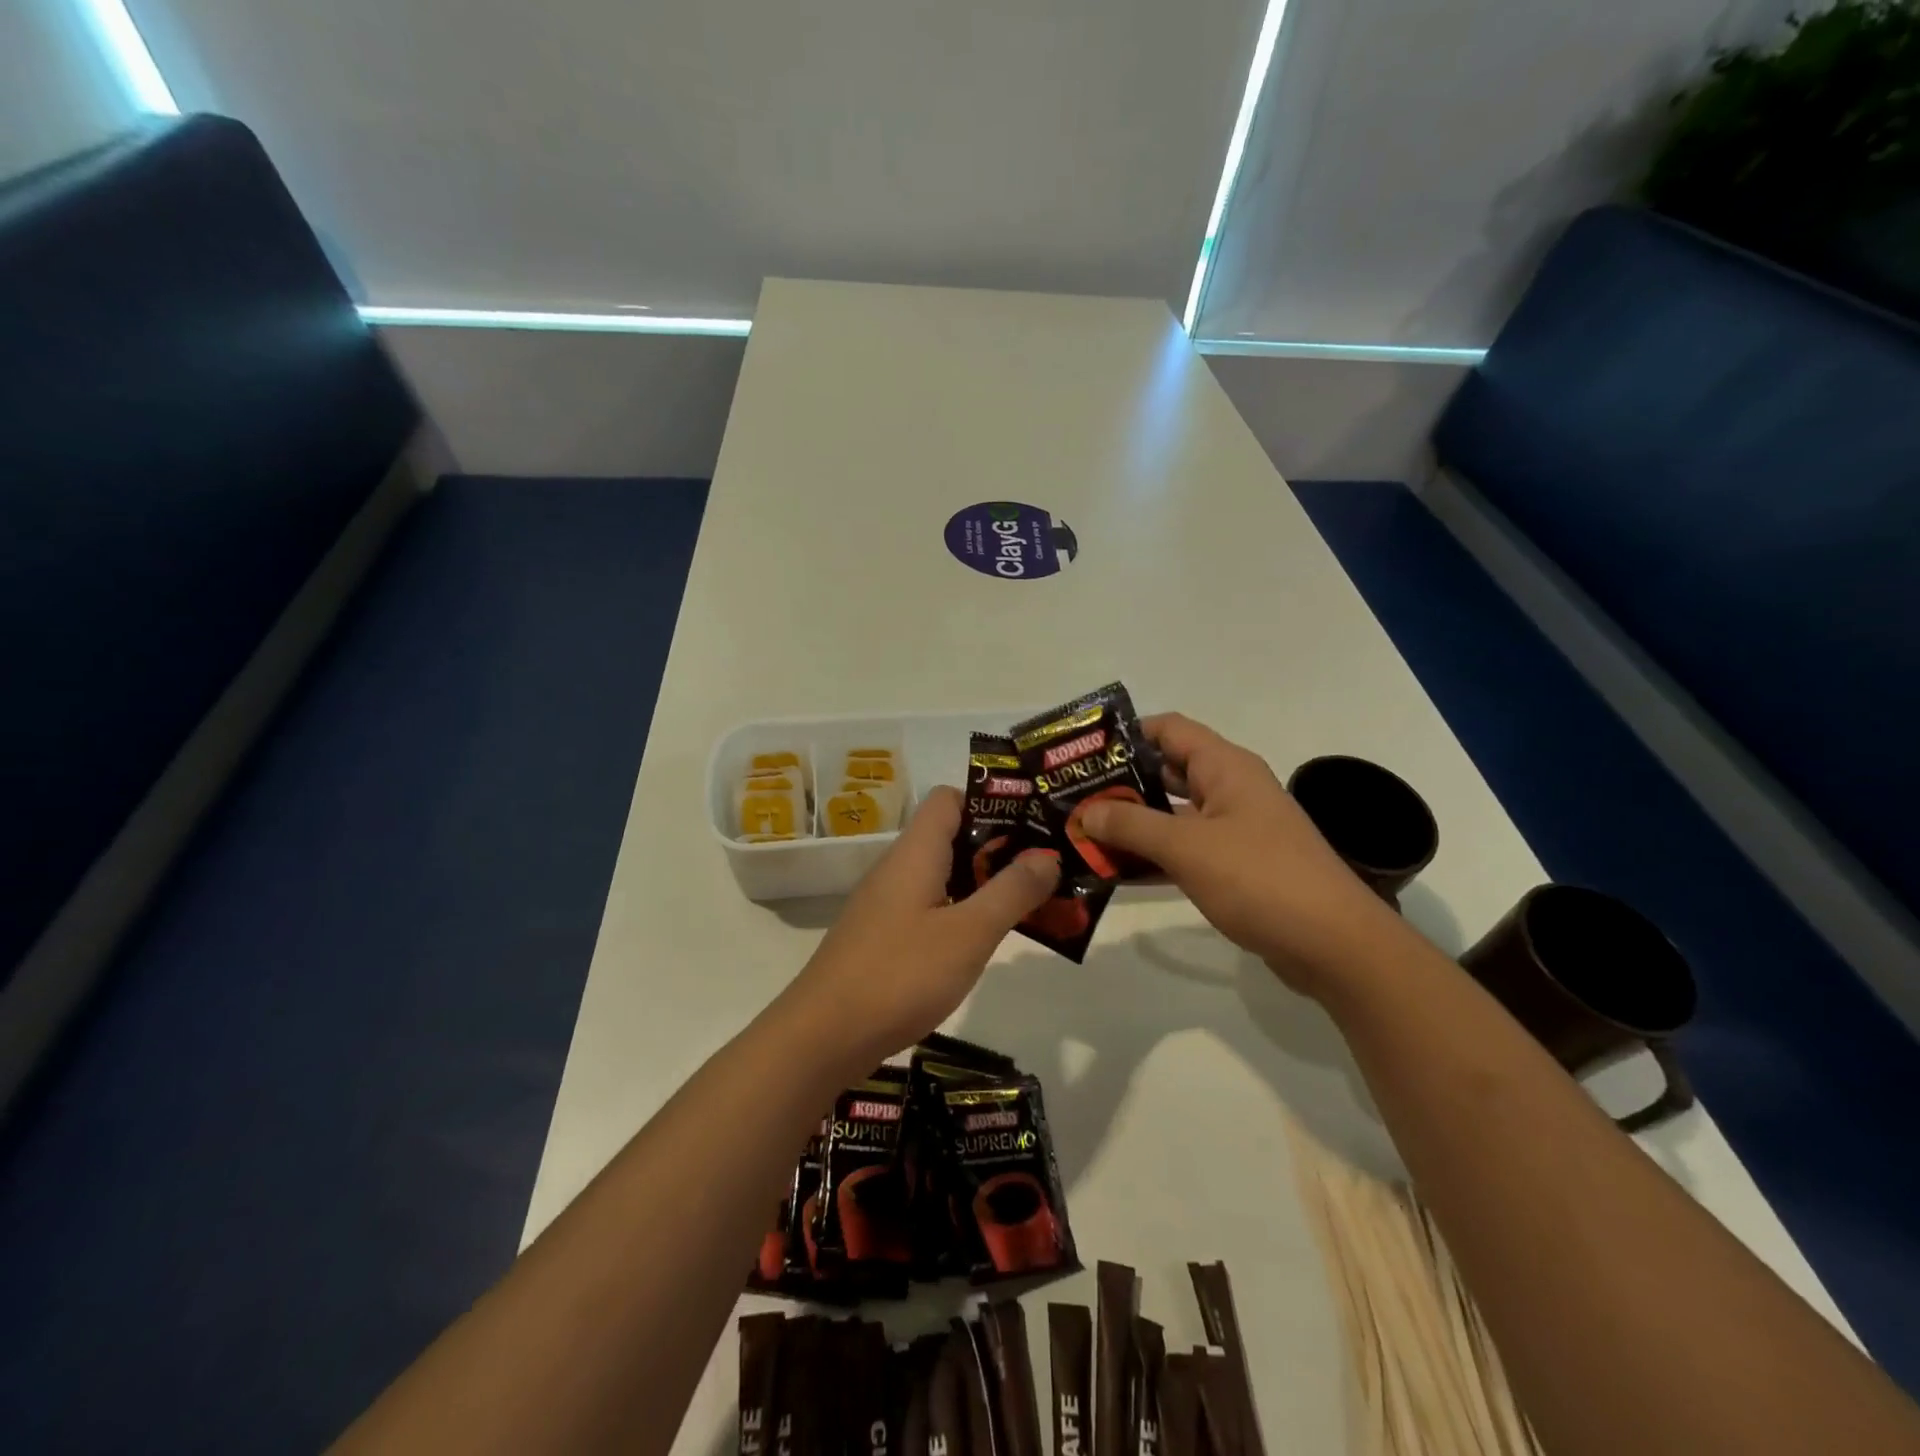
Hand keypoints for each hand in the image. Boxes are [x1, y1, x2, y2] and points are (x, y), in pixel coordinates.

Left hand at [783, 787, 1059, 1068]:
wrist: (823, 1036)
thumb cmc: (901, 975)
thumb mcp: (969, 933)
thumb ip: (1012, 892)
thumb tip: (1047, 856)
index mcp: (916, 852)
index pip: (949, 798)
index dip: (990, 802)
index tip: (1031, 825)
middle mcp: (897, 868)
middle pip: (949, 835)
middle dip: (997, 847)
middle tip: (1043, 868)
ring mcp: (886, 903)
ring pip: (941, 874)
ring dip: (981, 883)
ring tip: (1027, 902)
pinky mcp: (882, 935)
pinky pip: (928, 906)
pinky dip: (960, 911)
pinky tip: (982, 940)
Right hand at [1075, 713, 1410, 995]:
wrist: (1334, 945)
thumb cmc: (1260, 879)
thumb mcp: (1187, 847)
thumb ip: (1132, 825)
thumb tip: (1085, 811)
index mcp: (1225, 768)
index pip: (1168, 730)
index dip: (1125, 734)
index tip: (1082, 753)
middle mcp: (1229, 790)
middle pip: (1165, 772)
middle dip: (1119, 784)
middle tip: (1070, 796)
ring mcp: (1233, 830)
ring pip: (1171, 815)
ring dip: (1131, 824)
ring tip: (1080, 833)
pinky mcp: (1234, 867)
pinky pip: (1183, 851)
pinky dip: (1152, 857)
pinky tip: (1113, 872)